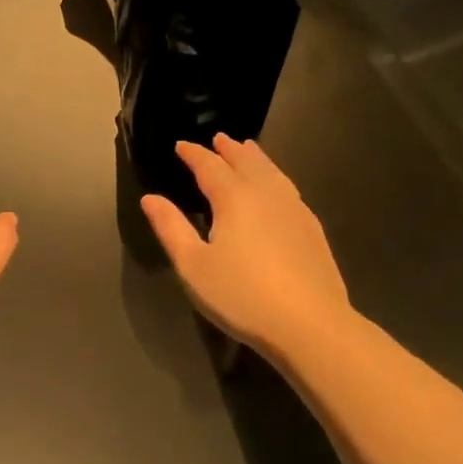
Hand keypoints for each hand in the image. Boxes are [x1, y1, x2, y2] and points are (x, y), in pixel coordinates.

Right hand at [140, 133, 352, 355]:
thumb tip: (150, 198)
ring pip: (273, 172)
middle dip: (229, 149)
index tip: (180, 145)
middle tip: (218, 138)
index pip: (210, 166)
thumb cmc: (241, 295)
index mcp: (234, 198)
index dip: (193, 153)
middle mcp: (266, 194)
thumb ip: (171, 228)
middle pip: (246, 162)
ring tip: (248, 150)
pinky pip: (288, 188)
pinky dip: (275, 177)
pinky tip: (276, 189)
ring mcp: (295, 210)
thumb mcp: (193, 265)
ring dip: (256, 158)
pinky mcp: (312, 229)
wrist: (310, 325)